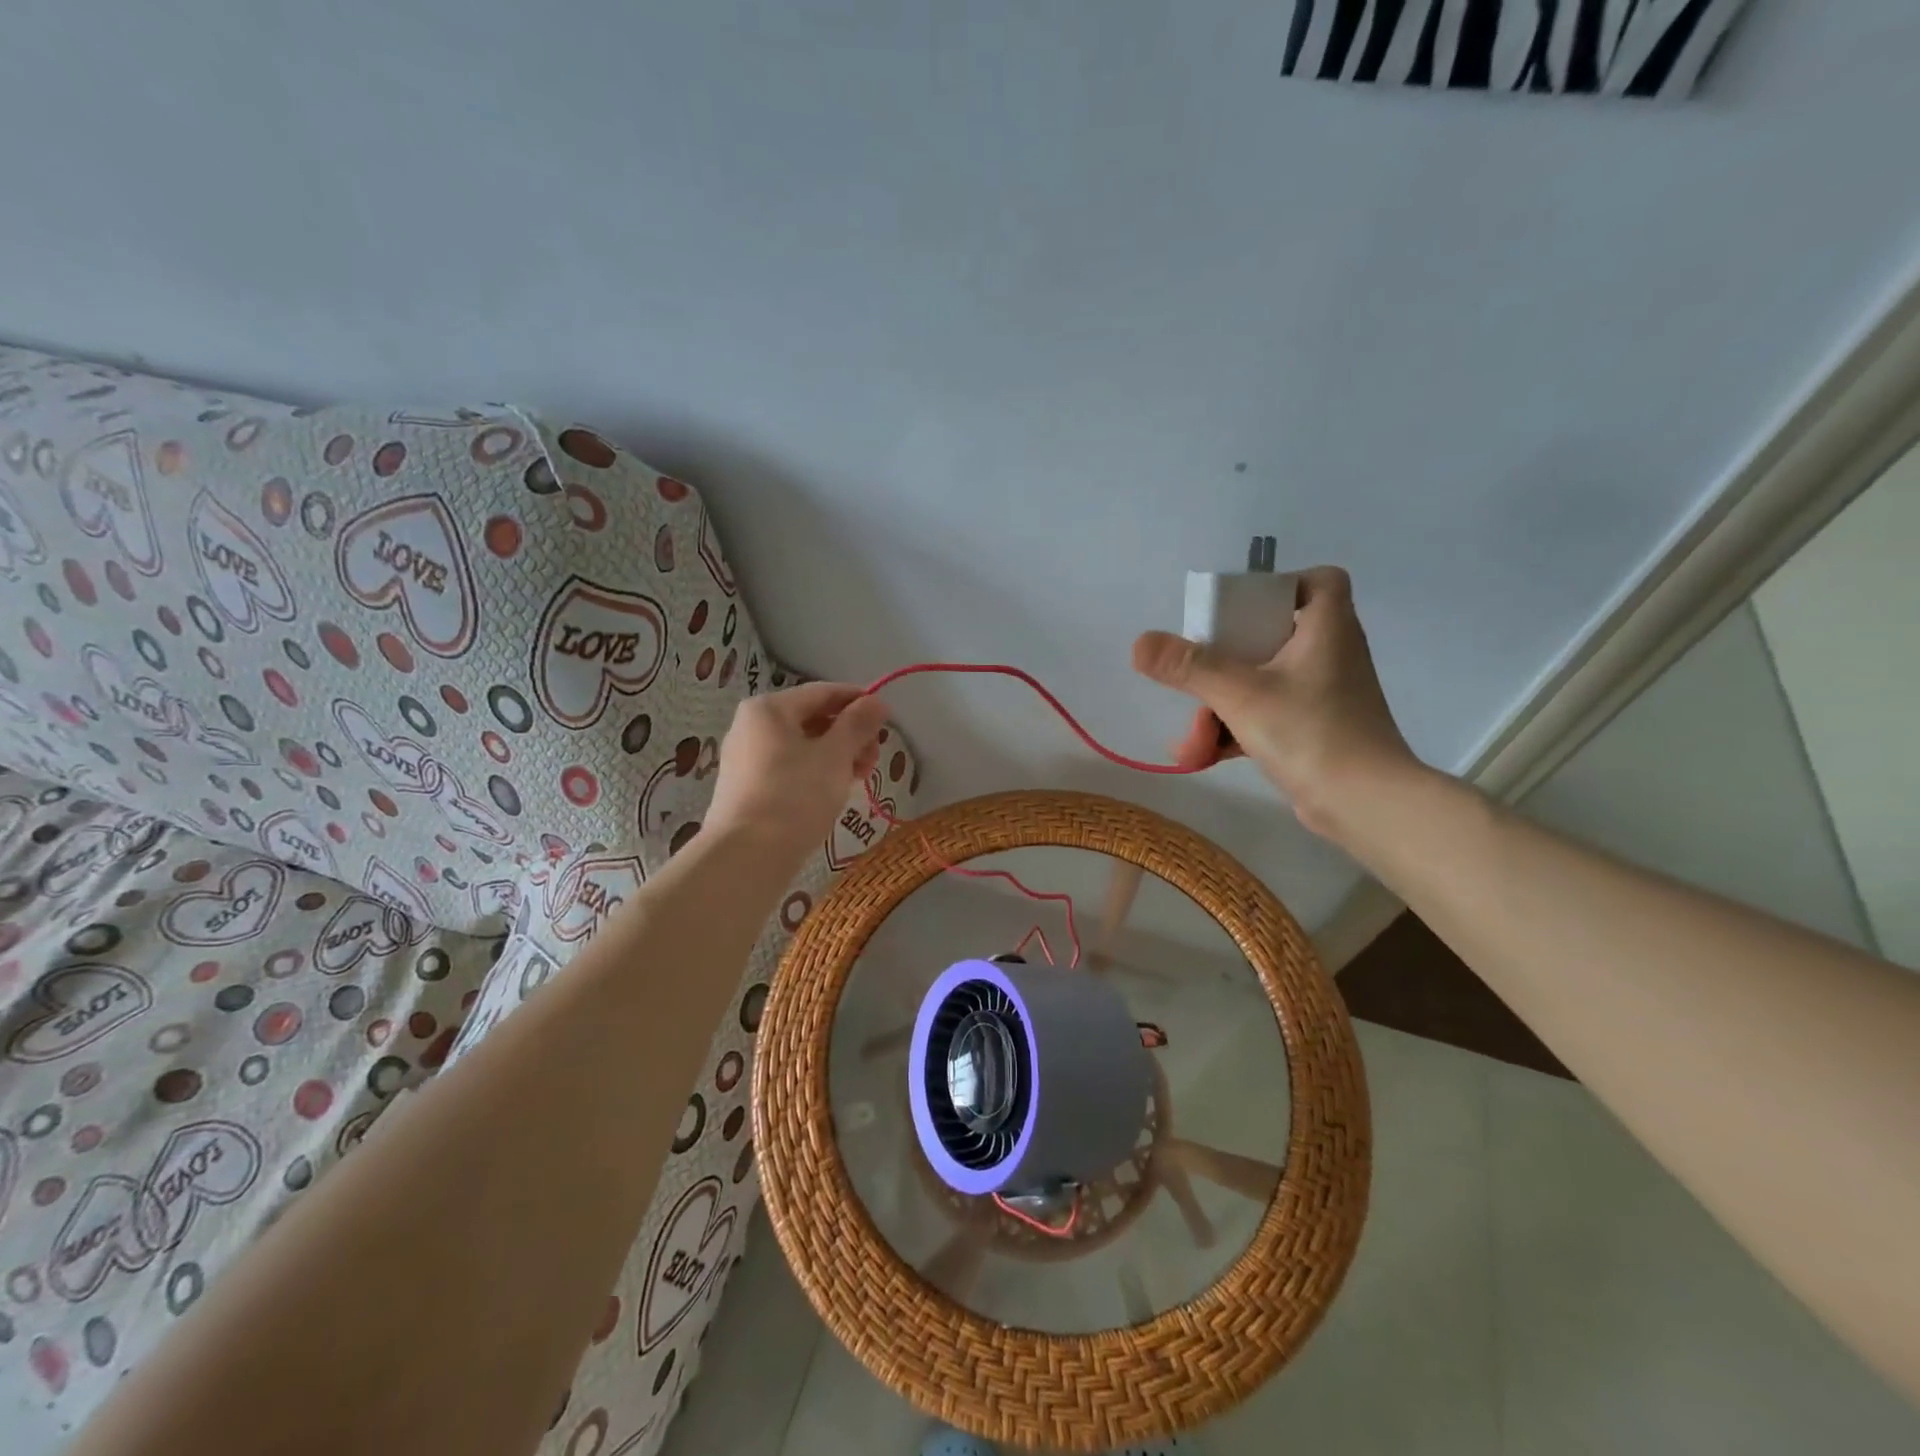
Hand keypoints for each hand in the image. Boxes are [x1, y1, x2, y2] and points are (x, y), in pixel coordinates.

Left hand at [704, 683, 891, 859]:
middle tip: (874, 760)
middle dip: (849, 735)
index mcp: (770, 708)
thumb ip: (858, 724)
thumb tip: (877, 701)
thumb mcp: (835, 756)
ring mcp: (746, 758)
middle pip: (813, 718)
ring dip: (836, 756)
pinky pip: (789, 767)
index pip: (824, 692)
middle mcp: (752, 725)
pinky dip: (815, 772)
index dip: (859, 702)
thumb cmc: (795, 796)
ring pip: (802, 745)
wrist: (747, 855)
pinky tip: (833, 792)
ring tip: (858, 779)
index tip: (887, 721)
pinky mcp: (747, 787)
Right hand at [1131, 566, 1421, 838]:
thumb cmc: (1312, 733)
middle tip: (1194, 681)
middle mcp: (1330, 654)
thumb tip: (1139, 643)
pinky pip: (1267, 716)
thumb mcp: (1241, 695)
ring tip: (1192, 743)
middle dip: (1221, 666)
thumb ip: (1189, 667)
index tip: (1239, 607)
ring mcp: (1325, 695)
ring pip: (1262, 683)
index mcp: (1326, 628)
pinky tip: (1204, 756)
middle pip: (1270, 636)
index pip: (1318, 581)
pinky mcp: (1317, 730)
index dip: (1280, 585)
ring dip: (1220, 709)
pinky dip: (1236, 731)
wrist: (1366, 805)